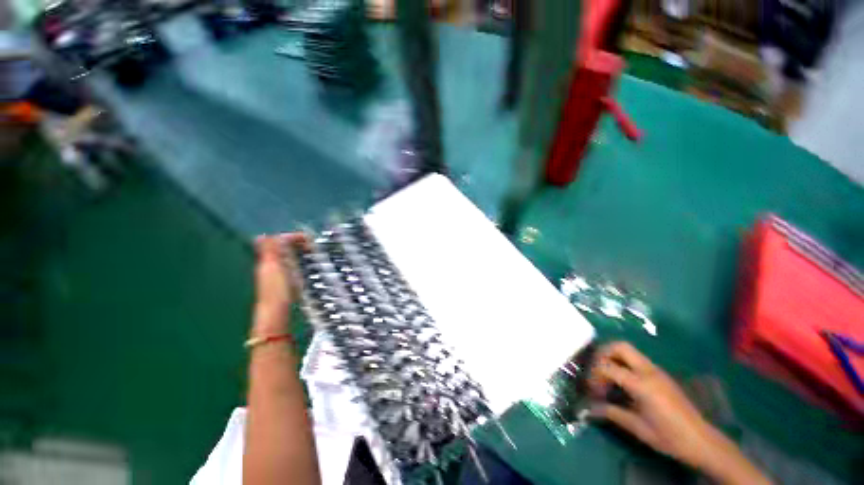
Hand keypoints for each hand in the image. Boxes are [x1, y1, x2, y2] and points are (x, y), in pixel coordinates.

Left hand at [251, 233, 306, 336]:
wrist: (275, 313)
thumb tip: (263, 234)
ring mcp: (277, 275)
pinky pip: (292, 266)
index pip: (279, 241)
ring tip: (313, 253)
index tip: (310, 239)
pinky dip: (300, 262)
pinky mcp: (284, 283)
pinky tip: (308, 266)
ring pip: (288, 258)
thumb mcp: (274, 268)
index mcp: (268, 260)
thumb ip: (269, 251)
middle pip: (283, 249)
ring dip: (299, 253)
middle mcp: (270, 266)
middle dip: (297, 244)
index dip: (293, 237)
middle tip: (313, 246)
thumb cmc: (276, 290)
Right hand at [588, 342, 769, 484]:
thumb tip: (589, 409)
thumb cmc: (669, 437)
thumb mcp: (638, 428)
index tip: (592, 391)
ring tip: (606, 376)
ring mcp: (656, 371)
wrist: (702, 441)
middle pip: (619, 346)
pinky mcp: (660, 374)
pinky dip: (623, 363)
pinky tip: (622, 382)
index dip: (594, 376)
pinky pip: (636, 359)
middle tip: (596, 371)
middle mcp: (649, 371)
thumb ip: (612, 413)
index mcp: (642, 384)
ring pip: (628, 349)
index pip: (608, 367)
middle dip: (602, 354)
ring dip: (612, 357)